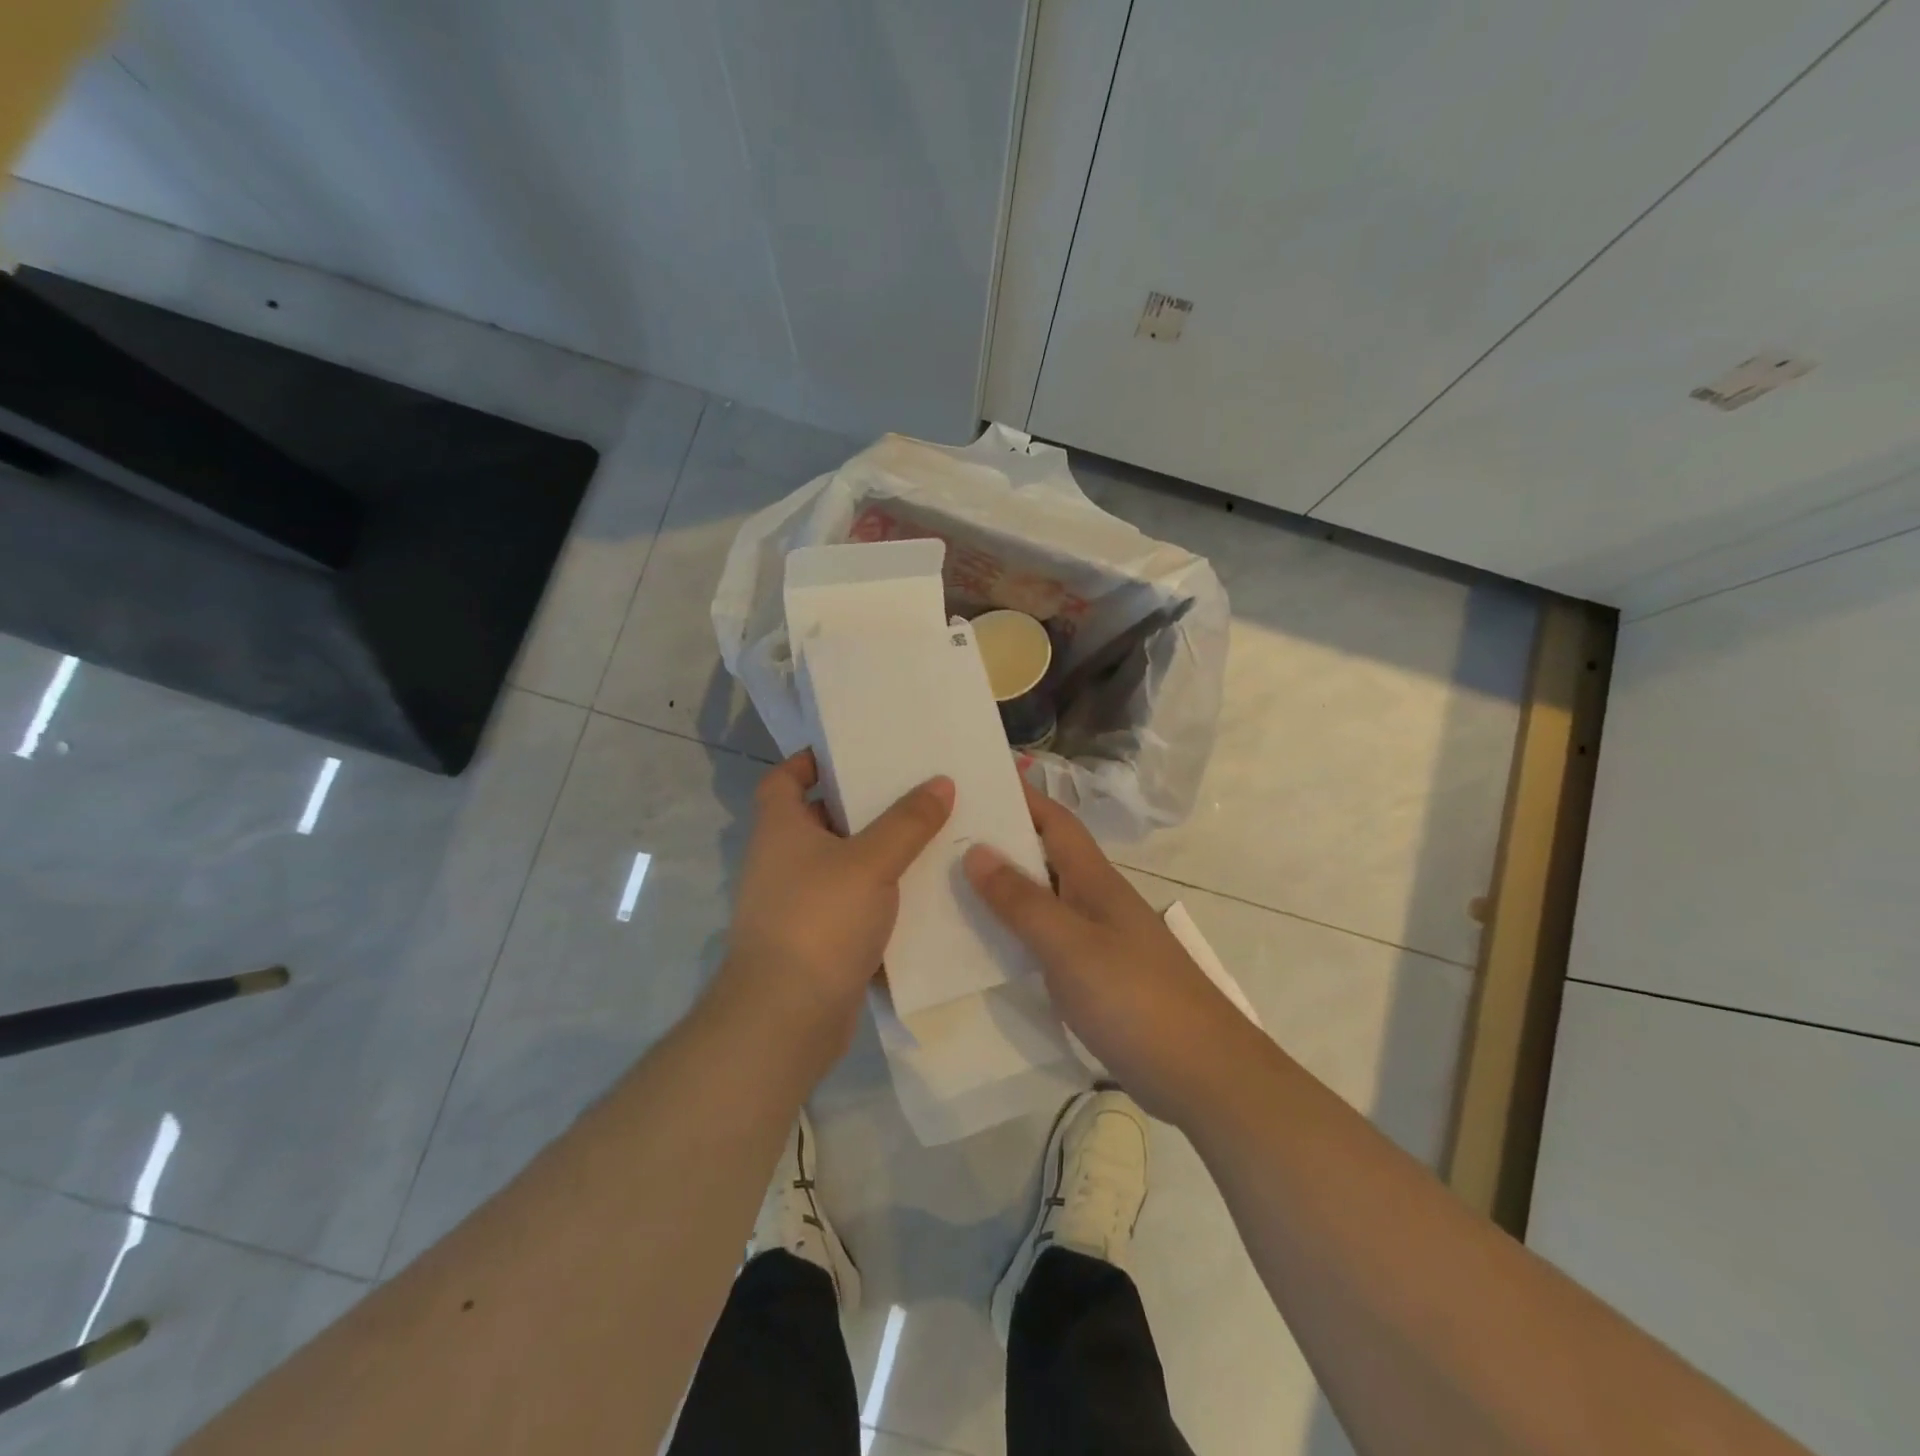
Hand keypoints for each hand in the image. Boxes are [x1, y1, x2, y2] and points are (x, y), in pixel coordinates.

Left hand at [716, 750, 953, 1077]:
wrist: (787, 1017)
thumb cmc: (820, 920)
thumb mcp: (871, 862)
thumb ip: (908, 822)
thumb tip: (941, 782)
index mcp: (780, 829)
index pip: (784, 779)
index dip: (810, 762)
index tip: (853, 753)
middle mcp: (781, 861)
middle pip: (819, 819)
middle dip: (860, 805)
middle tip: (910, 790)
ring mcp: (795, 904)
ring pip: (840, 864)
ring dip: (875, 852)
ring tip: (926, 835)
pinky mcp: (815, 940)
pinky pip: (850, 903)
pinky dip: (877, 894)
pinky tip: (918, 891)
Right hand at [963, 784, 1253, 1121]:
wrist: (1202, 1074)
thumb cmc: (1136, 999)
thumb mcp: (1071, 946)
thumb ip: (1022, 901)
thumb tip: (975, 849)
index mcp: (1095, 880)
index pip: (1055, 821)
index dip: (1021, 796)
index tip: (977, 778)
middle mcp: (1096, 901)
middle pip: (1045, 856)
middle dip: (1001, 840)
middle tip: (943, 833)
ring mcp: (1098, 940)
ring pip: (1043, 899)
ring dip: (1004, 888)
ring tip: (949, 883)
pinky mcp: (1095, 977)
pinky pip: (1046, 940)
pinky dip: (1016, 933)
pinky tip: (984, 945)